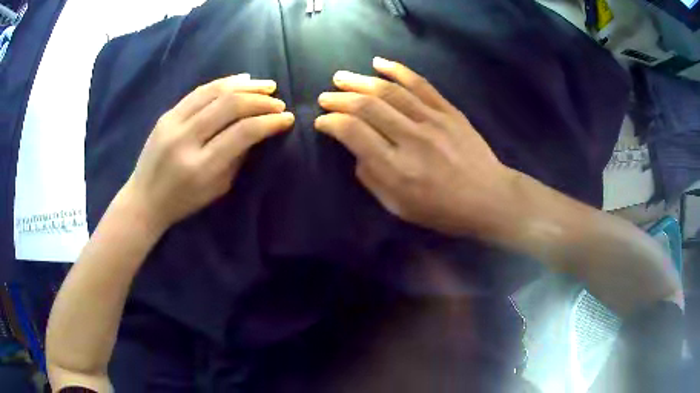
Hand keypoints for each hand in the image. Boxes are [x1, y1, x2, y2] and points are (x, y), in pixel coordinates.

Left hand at [120, 74, 294, 231]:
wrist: (144, 199)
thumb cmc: (184, 201)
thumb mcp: (218, 188)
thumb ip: (238, 157)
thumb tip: (259, 129)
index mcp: (201, 166)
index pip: (242, 133)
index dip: (269, 122)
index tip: (286, 118)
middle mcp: (185, 140)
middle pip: (229, 106)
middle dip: (260, 100)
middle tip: (278, 101)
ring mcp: (172, 123)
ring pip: (214, 92)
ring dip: (245, 86)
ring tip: (266, 86)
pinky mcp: (166, 115)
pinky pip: (199, 91)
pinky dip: (223, 83)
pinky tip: (240, 80)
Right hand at [315, 58, 513, 236]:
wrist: (488, 198)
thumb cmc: (442, 210)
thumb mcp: (399, 207)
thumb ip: (372, 178)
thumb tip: (358, 151)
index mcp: (396, 168)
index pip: (353, 132)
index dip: (331, 122)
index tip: (321, 121)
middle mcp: (411, 139)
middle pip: (367, 107)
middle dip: (340, 98)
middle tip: (325, 96)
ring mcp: (433, 121)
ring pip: (390, 91)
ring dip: (360, 81)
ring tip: (341, 77)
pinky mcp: (449, 111)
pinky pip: (420, 84)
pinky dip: (398, 70)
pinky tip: (379, 63)